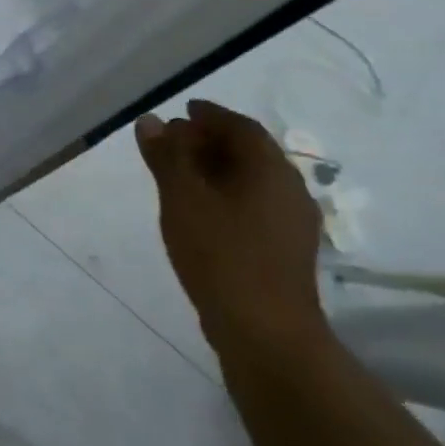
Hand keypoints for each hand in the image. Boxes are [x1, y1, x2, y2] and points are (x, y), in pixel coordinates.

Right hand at [135, 100, 326, 356]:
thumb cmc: (221, 254)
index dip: (211, 115)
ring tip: (180, 176)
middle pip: (249, 152)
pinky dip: (226, 195)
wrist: (265, 333)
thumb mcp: (182, 199)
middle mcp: (289, 190)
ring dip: (217, 170)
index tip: (183, 111)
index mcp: (270, 170)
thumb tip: (152, 120)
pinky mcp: (286, 252)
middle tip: (174, 141)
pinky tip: (201, 211)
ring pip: (252, 181)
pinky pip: (254, 206)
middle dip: (211, 141)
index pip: (241, 127)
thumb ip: (167, 156)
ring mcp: (292, 224)